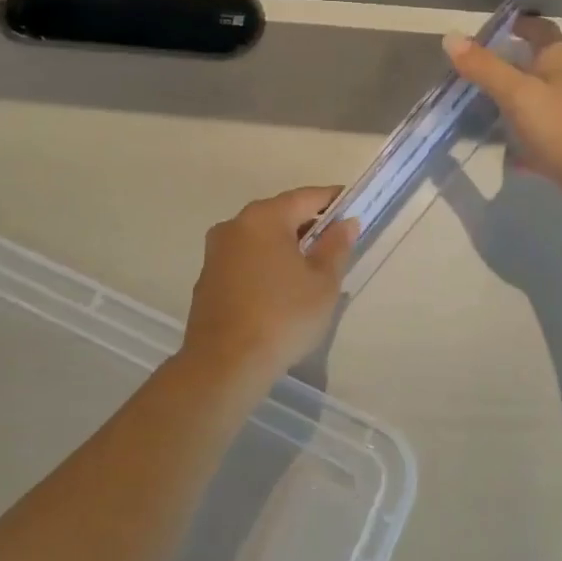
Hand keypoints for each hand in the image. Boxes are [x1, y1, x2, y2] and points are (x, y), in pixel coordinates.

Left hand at [182, 186, 358, 379]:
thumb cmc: (283, 316)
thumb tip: (345, 223)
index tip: (353, 207)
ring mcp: (216, 252)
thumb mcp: (322, 283)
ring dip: (285, 245)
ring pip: (260, 237)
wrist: (225, 363)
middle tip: (335, 241)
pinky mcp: (208, 277)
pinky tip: (280, 287)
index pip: (306, 197)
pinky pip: (245, 258)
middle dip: (308, 223)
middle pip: (280, 214)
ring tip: (310, 267)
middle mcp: (235, 225)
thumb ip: (335, 247)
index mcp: (264, 218)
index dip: (333, 200)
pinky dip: (265, 263)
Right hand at [444, 16, 561, 217]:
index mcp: (556, 67)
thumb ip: (485, 67)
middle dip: (512, 65)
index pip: (545, 34)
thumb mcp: (516, 92)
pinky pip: (534, 143)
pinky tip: (500, 152)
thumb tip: (450, 37)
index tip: (506, 23)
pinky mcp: (561, 152)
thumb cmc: (560, 125)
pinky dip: (517, 145)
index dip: (528, 25)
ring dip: (511, 104)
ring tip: (478, 108)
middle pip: (537, 70)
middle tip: (478, 69)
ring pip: (534, 106)